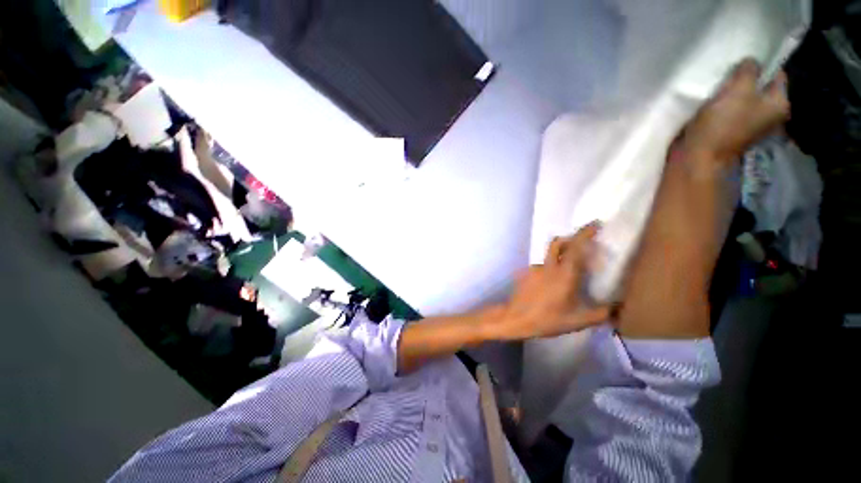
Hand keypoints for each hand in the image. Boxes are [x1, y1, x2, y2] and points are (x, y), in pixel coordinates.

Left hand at [486, 223, 610, 340]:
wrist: (515, 319)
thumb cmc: (547, 319)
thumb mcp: (578, 321)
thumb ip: (601, 314)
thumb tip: (618, 309)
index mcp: (564, 274)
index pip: (576, 247)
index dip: (585, 233)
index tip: (595, 224)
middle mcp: (549, 266)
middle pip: (558, 243)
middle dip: (570, 239)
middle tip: (581, 246)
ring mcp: (534, 269)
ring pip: (549, 257)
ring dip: (559, 259)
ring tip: (565, 278)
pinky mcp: (525, 274)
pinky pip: (541, 268)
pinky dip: (548, 272)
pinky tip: (549, 288)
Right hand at [681, 59, 789, 163]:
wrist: (698, 156)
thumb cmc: (723, 123)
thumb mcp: (739, 89)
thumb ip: (748, 70)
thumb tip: (751, 61)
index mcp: (779, 104)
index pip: (776, 74)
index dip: (761, 64)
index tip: (742, 61)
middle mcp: (769, 114)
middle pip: (759, 86)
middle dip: (744, 79)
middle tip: (727, 74)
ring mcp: (750, 123)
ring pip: (743, 97)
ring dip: (731, 91)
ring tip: (718, 88)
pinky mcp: (731, 130)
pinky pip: (731, 109)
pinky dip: (723, 104)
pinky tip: (712, 102)